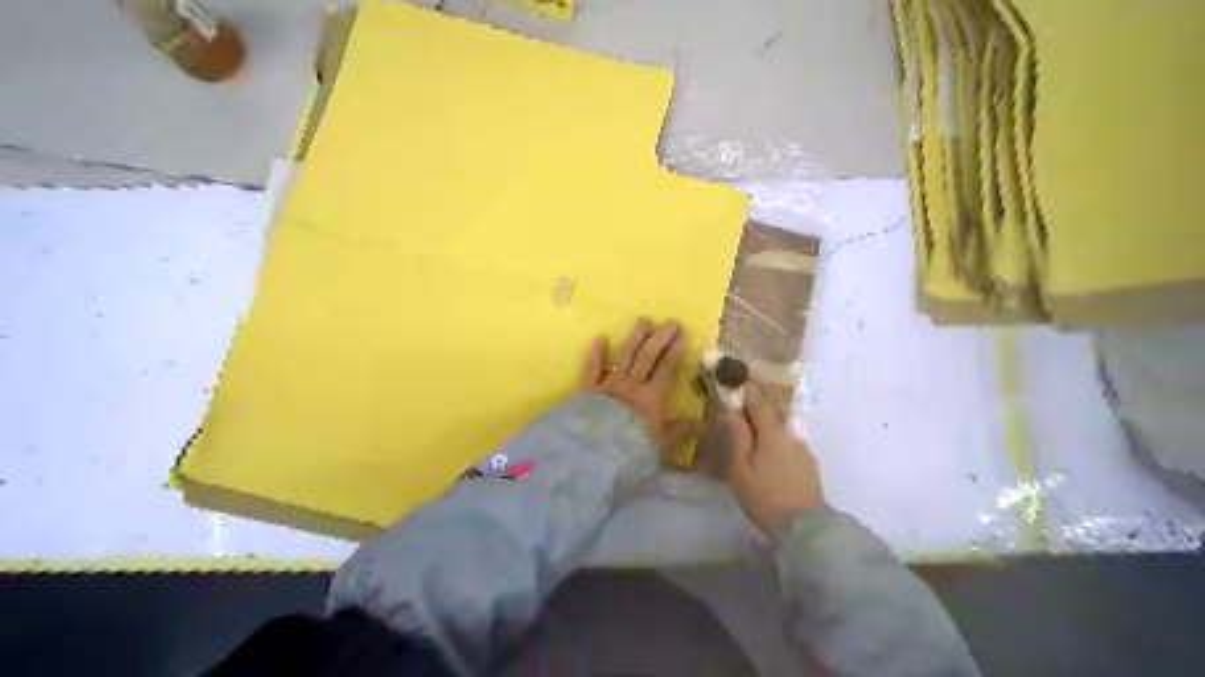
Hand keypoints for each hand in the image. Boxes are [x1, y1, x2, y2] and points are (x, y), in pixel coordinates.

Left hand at [581, 318, 698, 454]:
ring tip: (643, 321)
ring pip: (625, 356)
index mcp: (651, 398)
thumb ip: (679, 431)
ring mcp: (610, 384)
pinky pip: (593, 368)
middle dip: (660, 338)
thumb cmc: (632, 449)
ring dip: (635, 338)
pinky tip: (600, 338)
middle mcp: (632, 385)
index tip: (681, 335)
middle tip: (670, 323)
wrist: (596, 452)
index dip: (674, 351)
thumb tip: (702, 424)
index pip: (666, 369)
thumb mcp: (660, 444)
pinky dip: (596, 354)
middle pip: (647, 357)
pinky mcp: (589, 389)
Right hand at [720, 385, 823, 534]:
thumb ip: (737, 438)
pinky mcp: (809, 466)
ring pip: (780, 433)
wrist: (804, 529)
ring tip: (750, 444)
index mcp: (773, 433)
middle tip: (736, 414)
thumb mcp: (740, 470)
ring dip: (765, 432)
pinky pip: (787, 447)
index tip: (735, 379)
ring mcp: (803, 451)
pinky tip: (767, 462)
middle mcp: (791, 435)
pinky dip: (775, 447)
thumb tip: (731, 411)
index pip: (759, 401)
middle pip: (771, 415)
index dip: (747, 388)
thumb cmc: (765, 497)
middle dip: (754, 411)